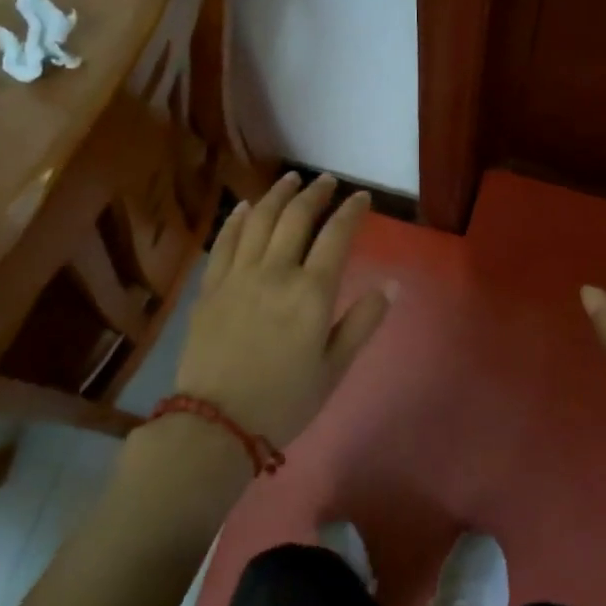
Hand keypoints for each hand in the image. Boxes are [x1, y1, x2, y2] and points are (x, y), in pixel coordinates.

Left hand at [169, 172, 393, 450]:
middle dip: (315, 193)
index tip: (362, 197)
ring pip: (260, 221)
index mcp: (311, 293)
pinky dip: (237, 219)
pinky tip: (246, 206)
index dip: (351, 211)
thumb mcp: (334, 368)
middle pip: (296, 218)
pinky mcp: (211, 287)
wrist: (214, 426)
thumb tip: (393, 284)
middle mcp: (275, 273)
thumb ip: (362, 321)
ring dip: (277, 194)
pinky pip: (225, 242)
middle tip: (327, 180)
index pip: (336, 236)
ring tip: (290, 179)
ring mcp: (239, 276)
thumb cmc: (284, 401)